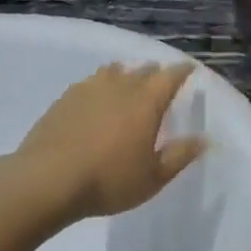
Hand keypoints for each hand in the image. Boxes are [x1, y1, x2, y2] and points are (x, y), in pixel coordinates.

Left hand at [17, 62, 206, 219]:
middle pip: (142, 70)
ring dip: (125, 74)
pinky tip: (95, 98)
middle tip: (160, 80)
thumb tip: (203, 139)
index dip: (182, 71)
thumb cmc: (109, 180)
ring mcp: (89, 89)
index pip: (170, 76)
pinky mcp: (64, 99)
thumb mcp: (153, 177)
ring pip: (113, 72)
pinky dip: (100, 85)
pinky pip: (89, 83)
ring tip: (128, 82)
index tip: (189, 69)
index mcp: (146, 102)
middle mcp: (120, 87)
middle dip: (155, 73)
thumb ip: (180, 155)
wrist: (47, 180)